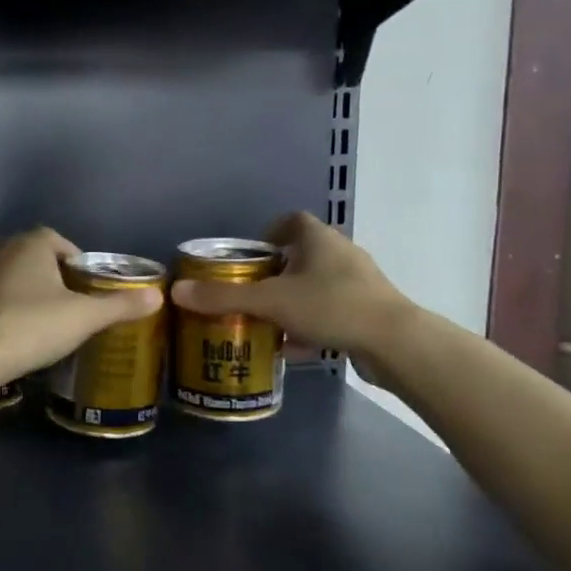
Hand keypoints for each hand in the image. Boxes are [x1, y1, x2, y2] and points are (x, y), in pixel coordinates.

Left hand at [0, 228, 161, 385]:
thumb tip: (159, 296)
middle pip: (33, 257)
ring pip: (9, 275)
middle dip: (50, 276)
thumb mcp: (85, 317)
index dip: (76, 262)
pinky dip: (3, 306)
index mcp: (31, 244)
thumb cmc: (34, 327)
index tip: (86, 288)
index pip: (59, 241)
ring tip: (42, 320)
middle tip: (68, 305)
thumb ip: (120, 305)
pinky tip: (13, 330)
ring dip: (25, 290)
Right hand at [170, 211, 411, 360]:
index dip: (268, 232)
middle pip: (301, 256)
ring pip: (315, 287)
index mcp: (319, 239)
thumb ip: (224, 297)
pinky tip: (295, 349)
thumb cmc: (331, 307)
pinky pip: (330, 312)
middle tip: (249, 293)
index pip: (291, 221)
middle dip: (274, 275)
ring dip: (291, 303)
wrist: (394, 342)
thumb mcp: (270, 302)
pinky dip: (310, 326)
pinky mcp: (367, 311)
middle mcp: (341, 254)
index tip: (249, 255)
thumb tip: (177, 290)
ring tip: (266, 323)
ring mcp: (358, 283)